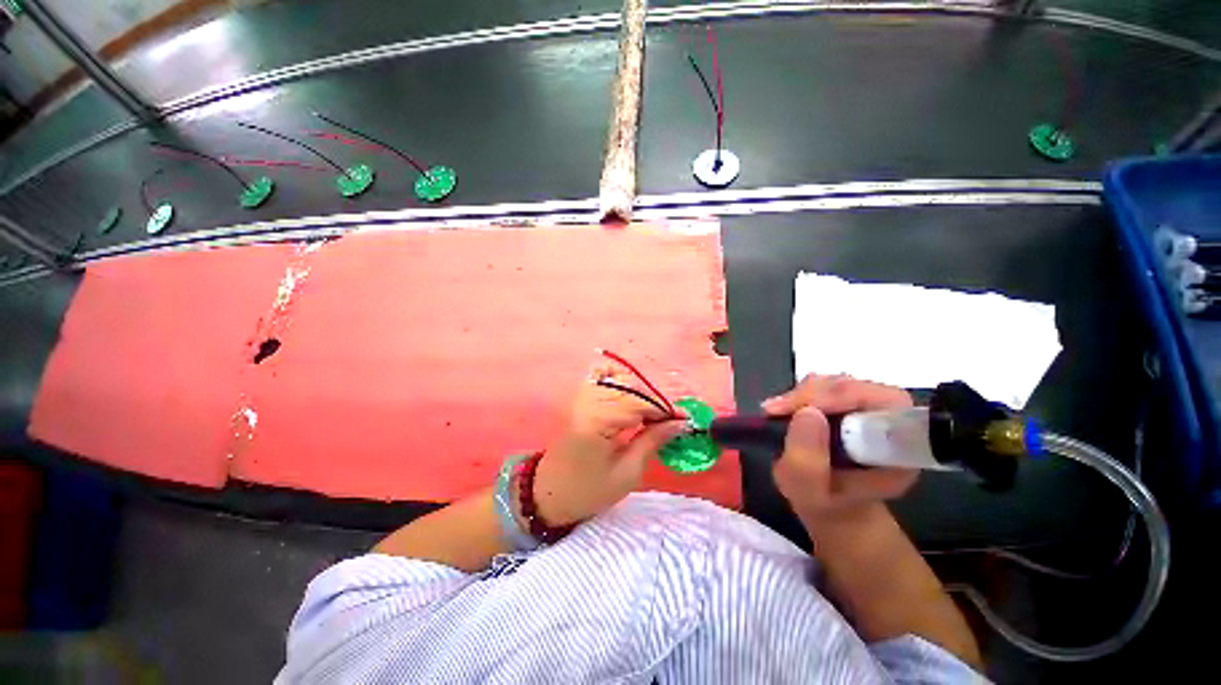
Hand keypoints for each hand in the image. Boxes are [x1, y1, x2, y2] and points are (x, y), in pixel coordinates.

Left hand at [531, 364, 686, 524]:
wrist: (548, 493)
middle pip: (630, 387)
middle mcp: (589, 402)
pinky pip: (603, 379)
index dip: (664, 409)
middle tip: (670, 421)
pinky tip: (630, 397)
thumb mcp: (626, 474)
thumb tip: (679, 424)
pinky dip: (620, 383)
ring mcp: (581, 397)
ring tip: (652, 414)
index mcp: (598, 421)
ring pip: (618, 379)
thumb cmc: (588, 491)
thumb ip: (652, 441)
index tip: (684, 420)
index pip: (639, 403)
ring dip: (640, 393)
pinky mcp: (580, 399)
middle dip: (654, 401)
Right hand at [763, 375, 918, 523]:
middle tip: (777, 410)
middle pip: (857, 387)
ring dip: (803, 394)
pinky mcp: (847, 403)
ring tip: (777, 411)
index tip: (801, 411)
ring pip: (837, 383)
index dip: (843, 398)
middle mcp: (889, 420)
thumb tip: (806, 412)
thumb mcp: (809, 494)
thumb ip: (807, 462)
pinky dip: (800, 395)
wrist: (832, 506)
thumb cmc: (825, 504)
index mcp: (899, 446)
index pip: (884, 402)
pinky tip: (784, 410)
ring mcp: (867, 408)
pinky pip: (823, 387)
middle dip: (813, 394)